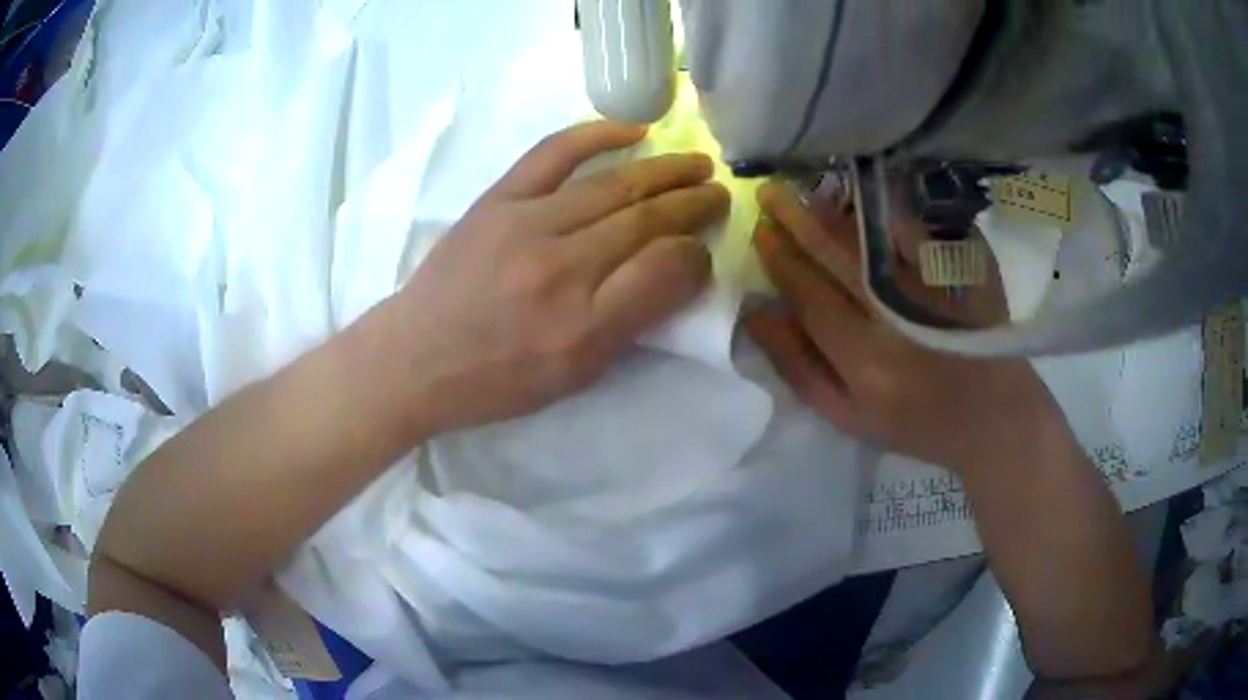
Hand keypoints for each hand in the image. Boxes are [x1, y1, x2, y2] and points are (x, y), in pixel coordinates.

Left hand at [379, 121, 727, 432]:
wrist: (416, 358)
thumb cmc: (497, 380)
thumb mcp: (574, 376)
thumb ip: (631, 323)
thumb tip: (676, 269)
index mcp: (583, 326)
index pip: (665, 270)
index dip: (696, 256)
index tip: (704, 251)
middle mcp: (561, 269)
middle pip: (644, 220)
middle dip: (693, 204)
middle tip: (720, 194)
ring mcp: (526, 225)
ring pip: (613, 186)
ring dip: (664, 171)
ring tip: (697, 164)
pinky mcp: (497, 200)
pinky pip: (554, 154)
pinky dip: (597, 135)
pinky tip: (635, 130)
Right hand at [744, 181, 1063, 474]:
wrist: (992, 417)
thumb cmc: (915, 423)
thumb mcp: (847, 416)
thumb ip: (799, 368)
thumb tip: (758, 316)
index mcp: (865, 363)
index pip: (811, 298)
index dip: (782, 261)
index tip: (760, 232)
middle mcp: (898, 322)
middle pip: (839, 259)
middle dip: (798, 221)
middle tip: (770, 192)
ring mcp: (935, 292)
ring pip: (875, 240)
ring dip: (836, 212)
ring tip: (807, 192)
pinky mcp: (964, 274)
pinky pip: (921, 232)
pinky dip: (890, 212)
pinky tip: (866, 198)